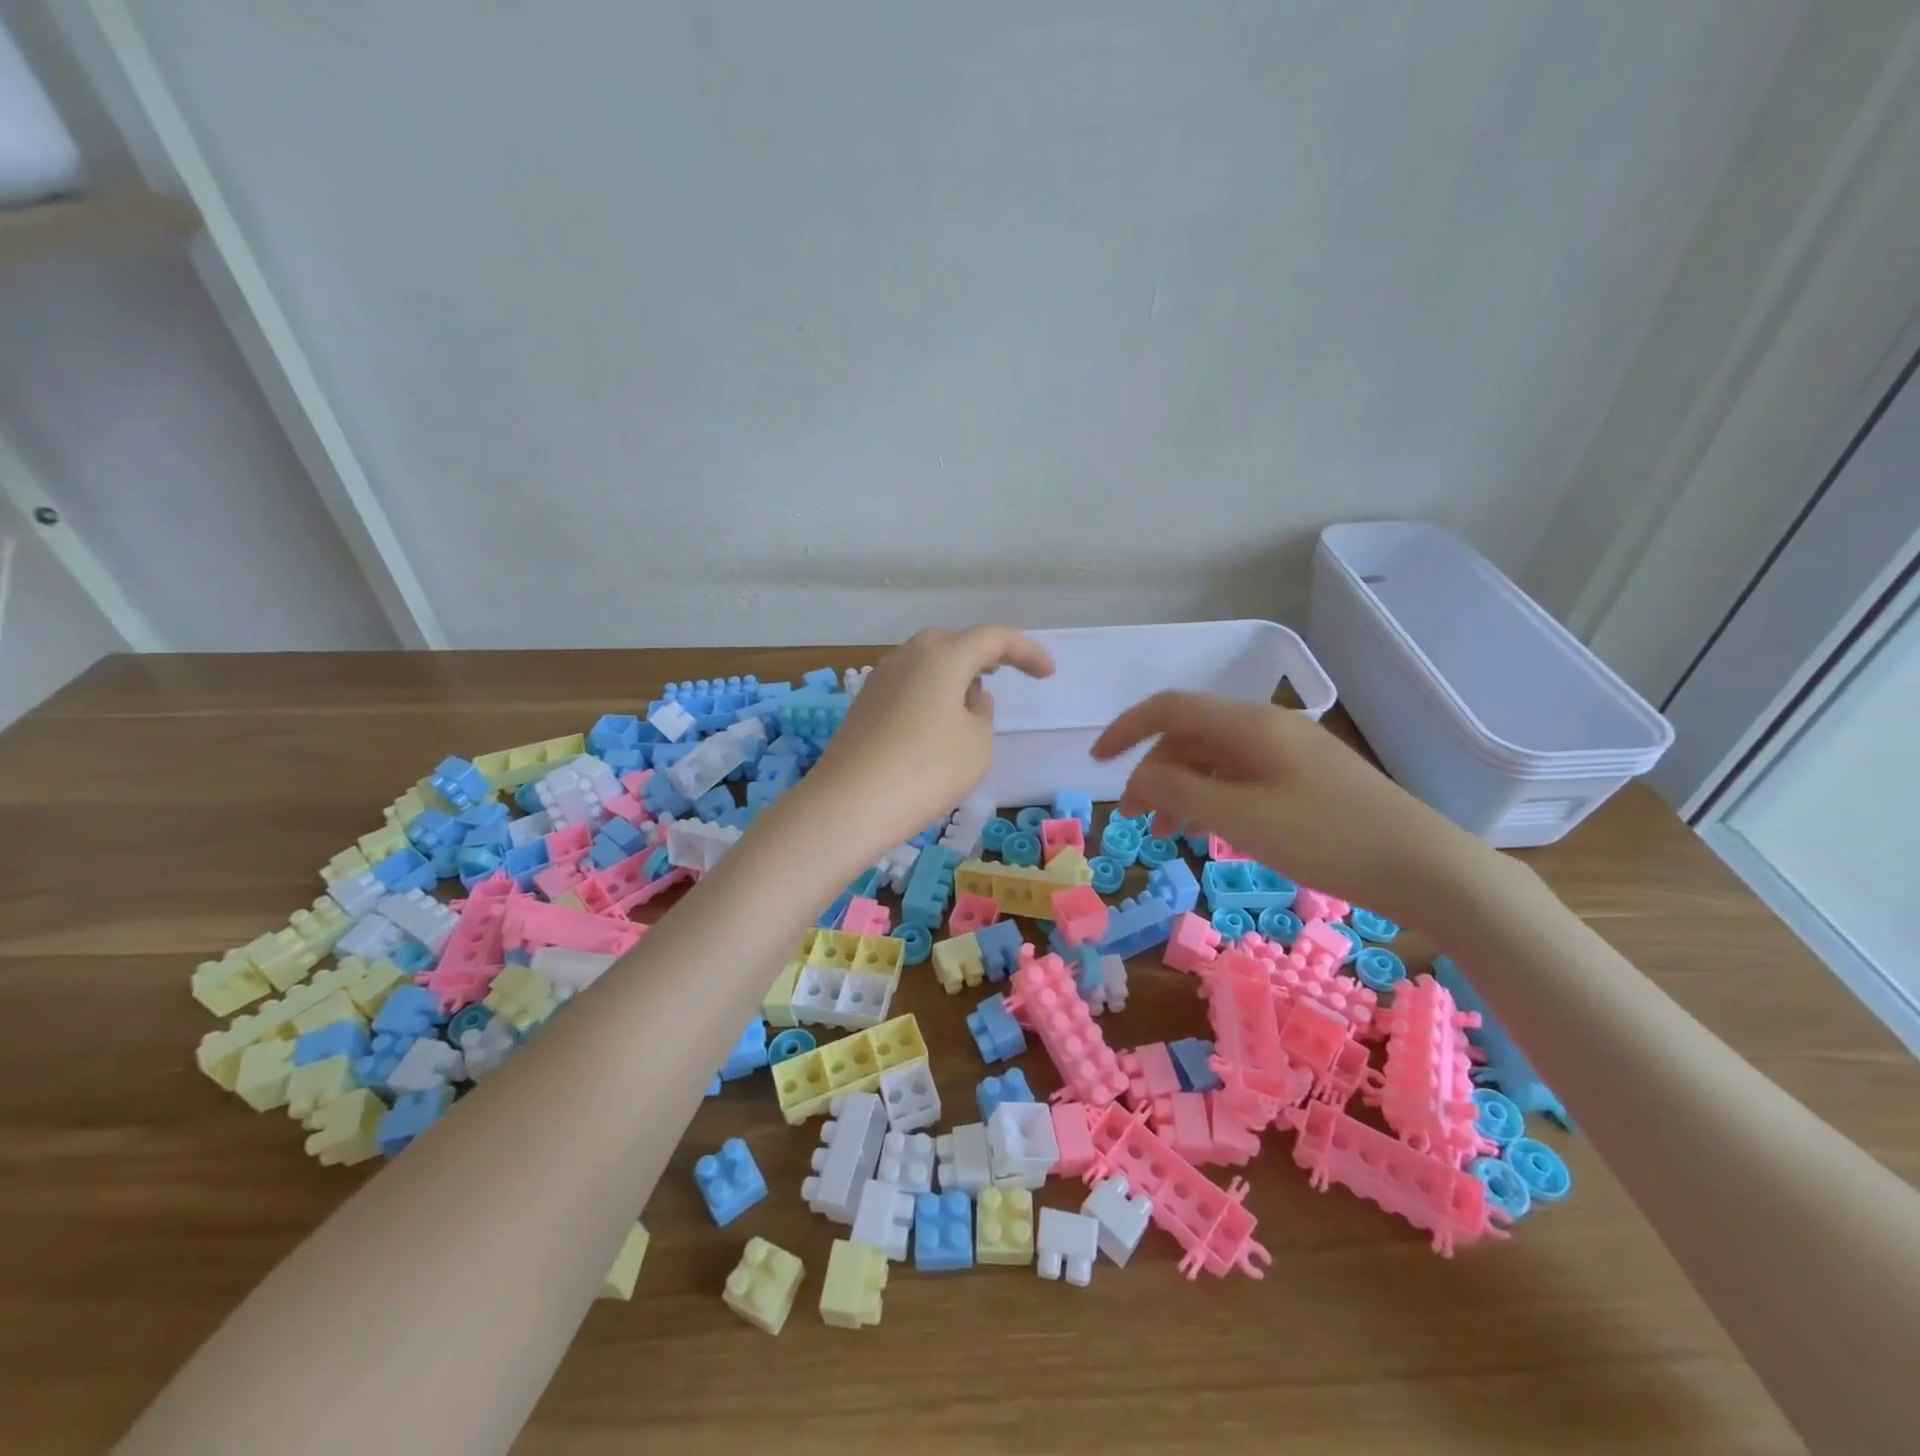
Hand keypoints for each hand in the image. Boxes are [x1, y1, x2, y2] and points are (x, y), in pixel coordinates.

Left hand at [803, 626, 1054, 852]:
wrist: (850, 804)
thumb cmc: (927, 770)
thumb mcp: (976, 744)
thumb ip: (982, 713)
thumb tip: (968, 697)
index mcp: (943, 656)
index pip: (994, 638)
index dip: (1026, 652)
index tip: (1047, 673)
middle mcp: (908, 656)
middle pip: (953, 642)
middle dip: (983, 654)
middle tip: (1004, 672)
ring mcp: (879, 678)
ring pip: (926, 662)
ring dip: (953, 673)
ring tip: (972, 698)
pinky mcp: (863, 704)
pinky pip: (907, 684)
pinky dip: (929, 691)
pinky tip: (936, 720)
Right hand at [1090, 691, 1495, 926]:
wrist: (1424, 867)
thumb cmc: (1327, 839)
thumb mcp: (1241, 819)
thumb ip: (1180, 792)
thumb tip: (1140, 778)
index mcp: (1249, 724)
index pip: (1169, 708)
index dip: (1125, 729)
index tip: (1096, 763)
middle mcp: (1266, 727)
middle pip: (1189, 735)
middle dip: (1153, 772)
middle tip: (1136, 819)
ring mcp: (1289, 753)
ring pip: (1214, 758)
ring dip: (1181, 788)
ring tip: (1167, 833)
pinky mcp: (1305, 778)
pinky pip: (1241, 776)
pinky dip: (1213, 798)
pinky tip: (1211, 830)